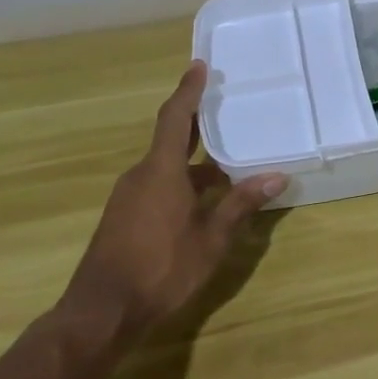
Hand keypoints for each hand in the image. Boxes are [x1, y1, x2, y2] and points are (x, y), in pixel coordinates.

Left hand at [63, 61, 286, 339]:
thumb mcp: (210, 239)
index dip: (188, 91)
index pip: (176, 118)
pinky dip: (183, 179)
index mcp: (161, 171)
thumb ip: (240, 205)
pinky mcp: (125, 216)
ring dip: (195, 159)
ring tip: (228, 157)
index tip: (199, 66)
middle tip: (223, 103)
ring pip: (167, 165)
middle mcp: (141, 175)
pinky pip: (158, 183)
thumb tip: (276, 177)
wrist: (101, 312)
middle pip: (171, 137)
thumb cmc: (161, 269)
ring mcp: (129, 196)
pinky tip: (206, 196)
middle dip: (197, 120)